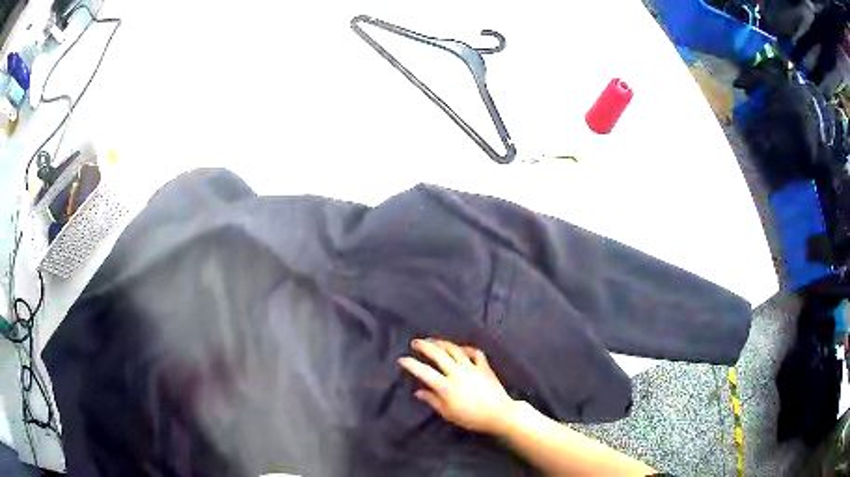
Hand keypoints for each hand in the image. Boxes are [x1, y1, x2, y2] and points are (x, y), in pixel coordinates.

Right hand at [398, 338, 517, 434]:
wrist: (498, 414)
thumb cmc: (471, 417)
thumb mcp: (448, 413)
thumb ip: (432, 400)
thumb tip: (418, 392)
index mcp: (446, 386)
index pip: (424, 372)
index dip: (411, 364)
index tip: (402, 359)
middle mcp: (457, 373)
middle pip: (438, 354)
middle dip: (424, 346)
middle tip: (416, 342)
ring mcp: (471, 367)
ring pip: (454, 350)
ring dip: (442, 343)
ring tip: (433, 341)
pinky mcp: (484, 366)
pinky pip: (474, 353)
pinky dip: (466, 348)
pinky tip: (461, 349)